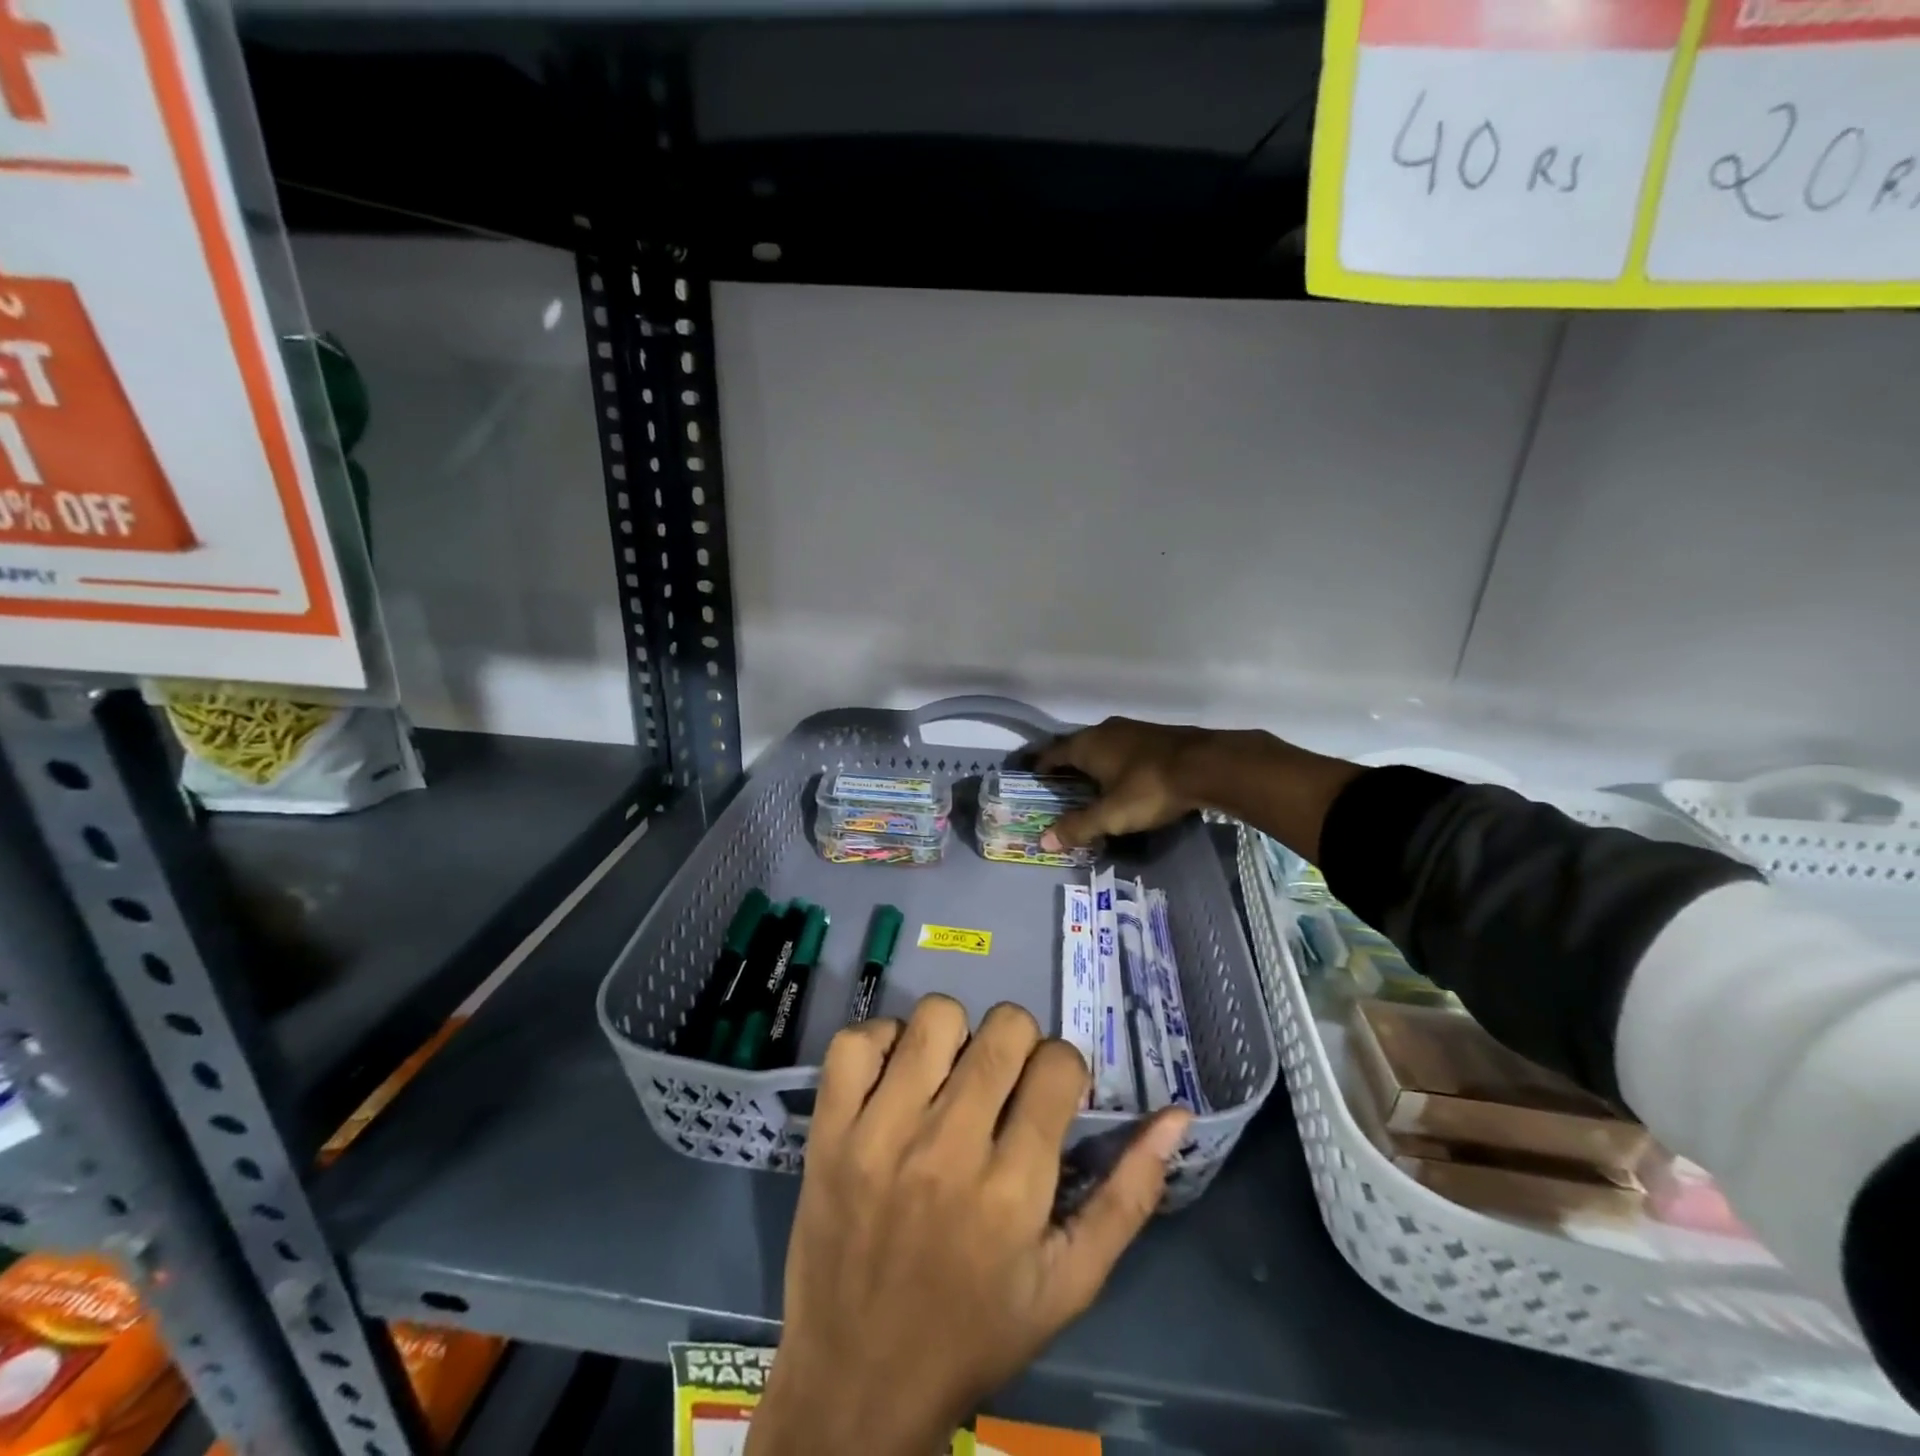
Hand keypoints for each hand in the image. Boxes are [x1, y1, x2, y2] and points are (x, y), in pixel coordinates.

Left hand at [749, 996, 1190, 1455]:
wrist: (857, 1385)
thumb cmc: (975, 1334)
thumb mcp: (1069, 1283)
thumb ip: (1128, 1196)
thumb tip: (1176, 1117)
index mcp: (1014, 1189)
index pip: (1058, 1064)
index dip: (1063, 1070)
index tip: (1049, 1096)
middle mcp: (948, 1148)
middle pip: (1003, 1028)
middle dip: (1018, 1044)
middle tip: (1004, 1083)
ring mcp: (879, 1134)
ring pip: (935, 1018)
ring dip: (955, 1037)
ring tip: (950, 1077)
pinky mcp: (830, 1131)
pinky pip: (856, 1042)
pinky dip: (882, 1044)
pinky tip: (896, 1078)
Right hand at [1032, 717, 1207, 850]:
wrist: (1207, 765)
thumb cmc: (1149, 788)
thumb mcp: (1111, 815)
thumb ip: (1078, 827)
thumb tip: (1043, 841)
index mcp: (1087, 744)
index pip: (1052, 753)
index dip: (1040, 766)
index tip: (1032, 778)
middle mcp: (1104, 730)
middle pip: (1076, 747)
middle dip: (1066, 765)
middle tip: (1058, 785)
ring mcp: (1132, 729)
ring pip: (1102, 745)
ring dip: (1093, 763)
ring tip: (1090, 783)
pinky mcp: (1155, 735)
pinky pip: (1123, 748)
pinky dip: (1115, 762)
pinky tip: (1123, 777)